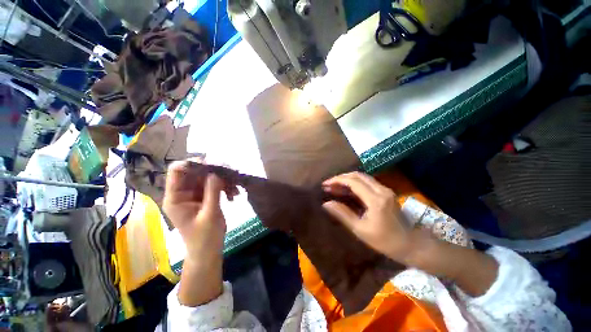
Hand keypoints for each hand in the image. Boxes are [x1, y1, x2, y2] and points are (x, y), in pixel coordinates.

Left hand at [162, 161, 226, 258]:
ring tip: (235, 188)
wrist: (209, 250)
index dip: (192, 163)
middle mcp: (183, 192)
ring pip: (208, 177)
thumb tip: (216, 172)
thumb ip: (212, 192)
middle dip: (213, 171)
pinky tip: (234, 194)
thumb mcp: (209, 215)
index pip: (177, 171)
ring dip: (223, 179)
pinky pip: (215, 184)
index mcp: (175, 197)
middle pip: (195, 171)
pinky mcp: (206, 196)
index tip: (212, 164)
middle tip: (230, 172)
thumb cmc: (204, 237)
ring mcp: (195, 193)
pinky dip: (226, 186)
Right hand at [324, 172, 498, 295]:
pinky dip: (354, 184)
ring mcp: (385, 190)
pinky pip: (367, 183)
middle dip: (341, 178)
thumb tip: (326, 204)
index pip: (352, 182)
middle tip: (328, 185)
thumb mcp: (361, 229)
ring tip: (334, 187)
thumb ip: (342, 214)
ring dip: (347, 180)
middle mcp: (381, 190)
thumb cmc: (386, 241)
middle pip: (357, 175)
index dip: (337, 180)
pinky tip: (347, 190)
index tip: (325, 184)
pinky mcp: (386, 193)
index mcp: (375, 199)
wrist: (412, 245)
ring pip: (362, 177)